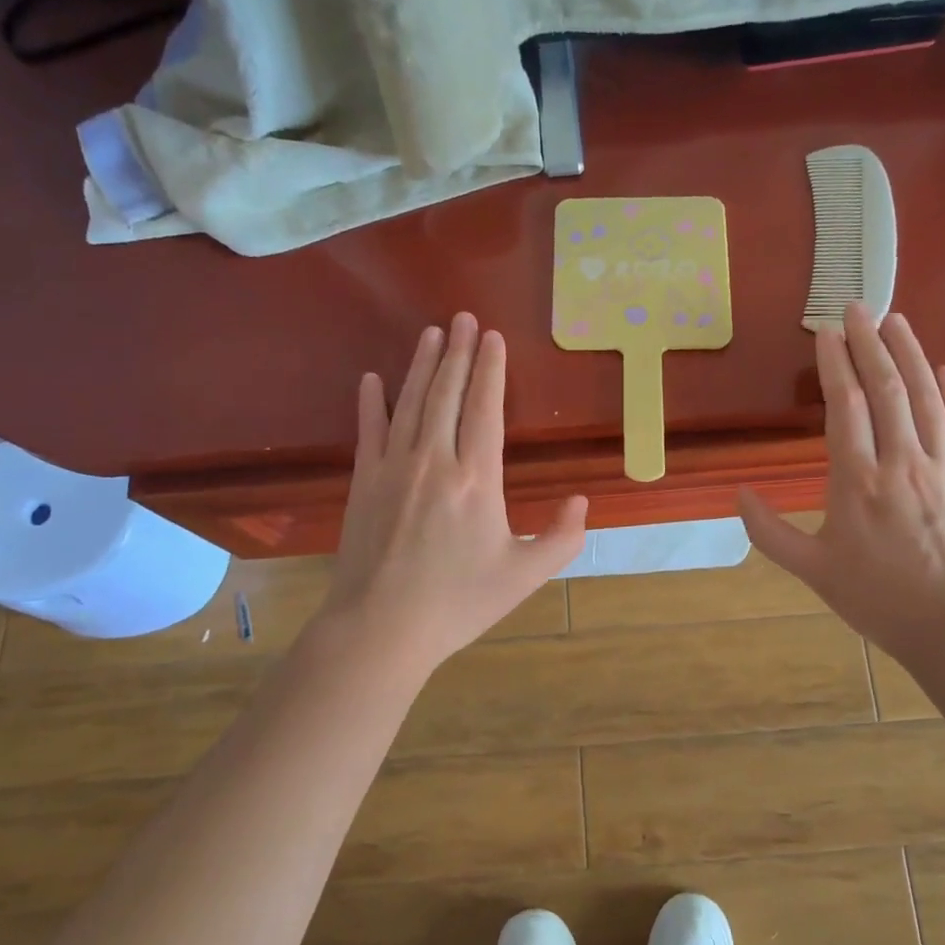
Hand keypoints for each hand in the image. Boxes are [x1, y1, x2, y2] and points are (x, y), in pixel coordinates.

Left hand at [319, 312, 587, 676]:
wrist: (380, 627)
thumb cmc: (457, 603)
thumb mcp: (524, 577)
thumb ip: (561, 538)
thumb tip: (581, 501)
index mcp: (476, 478)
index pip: (485, 408)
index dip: (491, 370)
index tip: (493, 337)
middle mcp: (434, 460)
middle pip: (448, 394)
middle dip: (460, 353)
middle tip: (464, 317)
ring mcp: (393, 468)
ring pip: (411, 403)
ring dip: (422, 365)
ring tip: (432, 333)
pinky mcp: (362, 483)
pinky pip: (369, 431)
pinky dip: (371, 402)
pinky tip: (373, 379)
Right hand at [739, 305, 944, 669]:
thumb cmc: (878, 599)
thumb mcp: (813, 571)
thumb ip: (770, 533)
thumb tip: (739, 495)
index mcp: (857, 482)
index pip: (846, 406)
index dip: (836, 364)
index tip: (826, 332)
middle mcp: (902, 462)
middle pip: (888, 389)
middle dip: (870, 343)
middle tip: (857, 307)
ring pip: (927, 397)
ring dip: (911, 353)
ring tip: (896, 321)